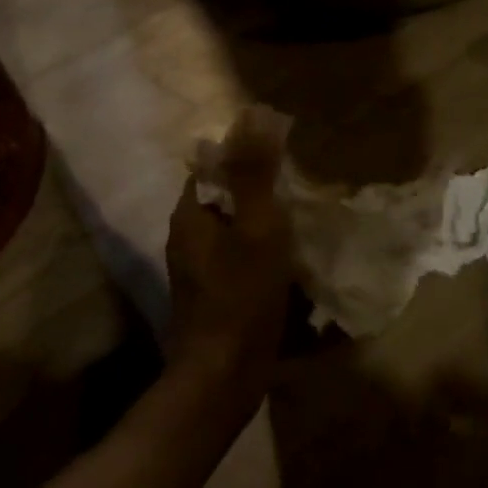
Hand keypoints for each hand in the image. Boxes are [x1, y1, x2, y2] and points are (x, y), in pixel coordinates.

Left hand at [166, 106, 294, 417]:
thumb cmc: (241, 296)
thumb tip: (255, 113)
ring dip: (261, 219)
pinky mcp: (214, 294)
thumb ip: (255, 173)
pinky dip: (262, 248)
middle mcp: (187, 238)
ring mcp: (199, 269)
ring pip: (232, 227)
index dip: (243, 154)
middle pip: (223, 196)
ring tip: (299, 217)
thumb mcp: (257, 227)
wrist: (224, 375)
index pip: (211, 166)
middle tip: (298, 185)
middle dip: (256, 186)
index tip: (282, 154)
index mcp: (190, 215)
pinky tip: (289, 258)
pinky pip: (239, 256)